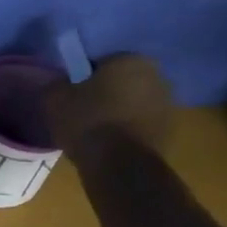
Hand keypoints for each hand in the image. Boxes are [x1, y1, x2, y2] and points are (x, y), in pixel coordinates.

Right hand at [42, 54, 175, 156]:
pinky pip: (141, 125)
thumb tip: (61, 84)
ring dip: (119, 113)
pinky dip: (129, 131)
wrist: (120, 166)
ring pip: (133, 104)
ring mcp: (168, 105)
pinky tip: (111, 146)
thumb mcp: (55, 99)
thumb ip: (57, 84)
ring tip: (96, 133)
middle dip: (105, 94)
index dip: (84, 78)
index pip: (101, 63)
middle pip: (122, 82)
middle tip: (83, 112)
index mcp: (130, 60)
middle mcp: (157, 76)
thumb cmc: (88, 122)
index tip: (72, 95)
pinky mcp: (171, 132)